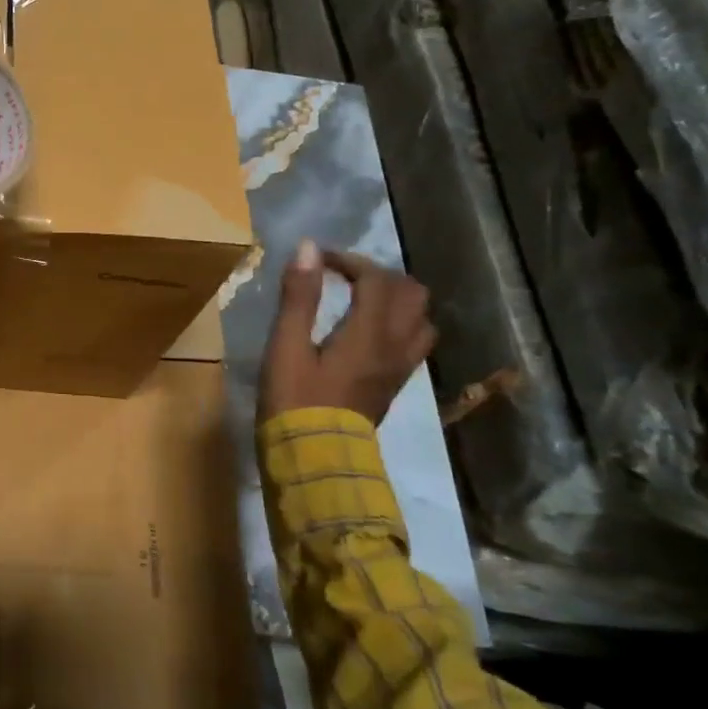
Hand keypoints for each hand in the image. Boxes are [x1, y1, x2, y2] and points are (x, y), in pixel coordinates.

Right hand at [259, 240, 436, 426]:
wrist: (315, 460)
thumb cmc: (294, 401)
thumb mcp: (286, 346)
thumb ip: (299, 297)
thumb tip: (308, 248)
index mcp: (369, 333)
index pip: (376, 278)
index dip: (349, 260)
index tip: (318, 260)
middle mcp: (395, 346)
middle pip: (412, 294)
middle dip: (380, 275)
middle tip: (345, 277)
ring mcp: (400, 368)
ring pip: (421, 319)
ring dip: (396, 300)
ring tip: (363, 300)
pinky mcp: (394, 386)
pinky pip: (414, 343)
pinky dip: (399, 324)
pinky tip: (369, 332)